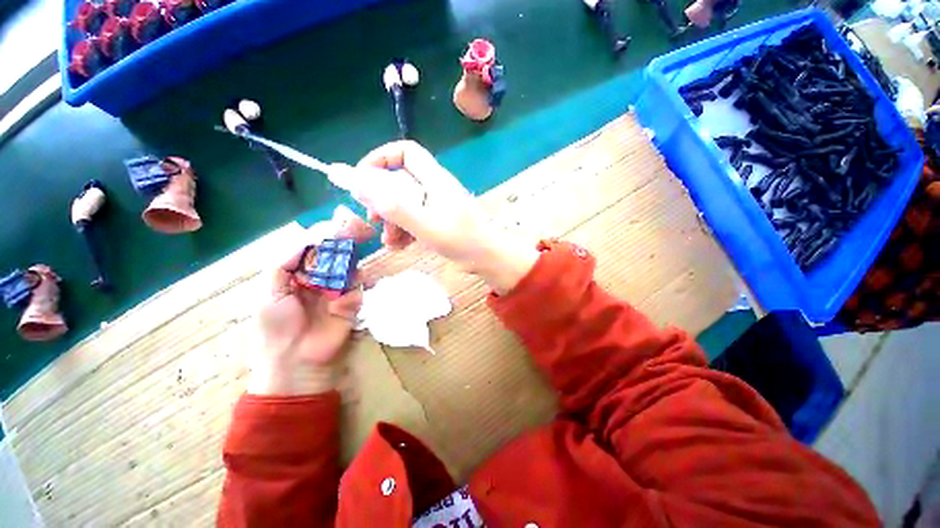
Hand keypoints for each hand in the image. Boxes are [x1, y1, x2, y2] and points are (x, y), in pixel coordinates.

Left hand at [247, 209, 374, 395]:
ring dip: (349, 267)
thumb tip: (307, 238)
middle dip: (346, 240)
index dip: (325, 232)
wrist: (295, 361)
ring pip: (351, 267)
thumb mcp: (269, 291)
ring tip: (339, 280)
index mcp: (296, 272)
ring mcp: (338, 289)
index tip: (339, 221)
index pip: (313, 245)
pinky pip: (358, 288)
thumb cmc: (276, 327)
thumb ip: (285, 262)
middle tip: (359, 229)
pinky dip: (352, 292)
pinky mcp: (352, 303)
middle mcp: (319, 276)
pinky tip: (341, 306)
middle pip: (336, 252)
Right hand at [332, 141, 538, 293]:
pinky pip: (415, 217)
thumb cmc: (461, 241)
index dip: (381, 158)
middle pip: (401, 180)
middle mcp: (435, 187)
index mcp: (435, 179)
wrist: (487, 259)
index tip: (363, 179)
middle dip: (383, 199)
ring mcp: (437, 204)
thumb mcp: (424, 225)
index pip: (406, 151)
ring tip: (388, 241)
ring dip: (392, 220)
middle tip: (373, 219)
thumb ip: (393, 206)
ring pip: (406, 202)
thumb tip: (358, 184)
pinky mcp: (439, 219)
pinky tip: (400, 246)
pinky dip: (404, 229)